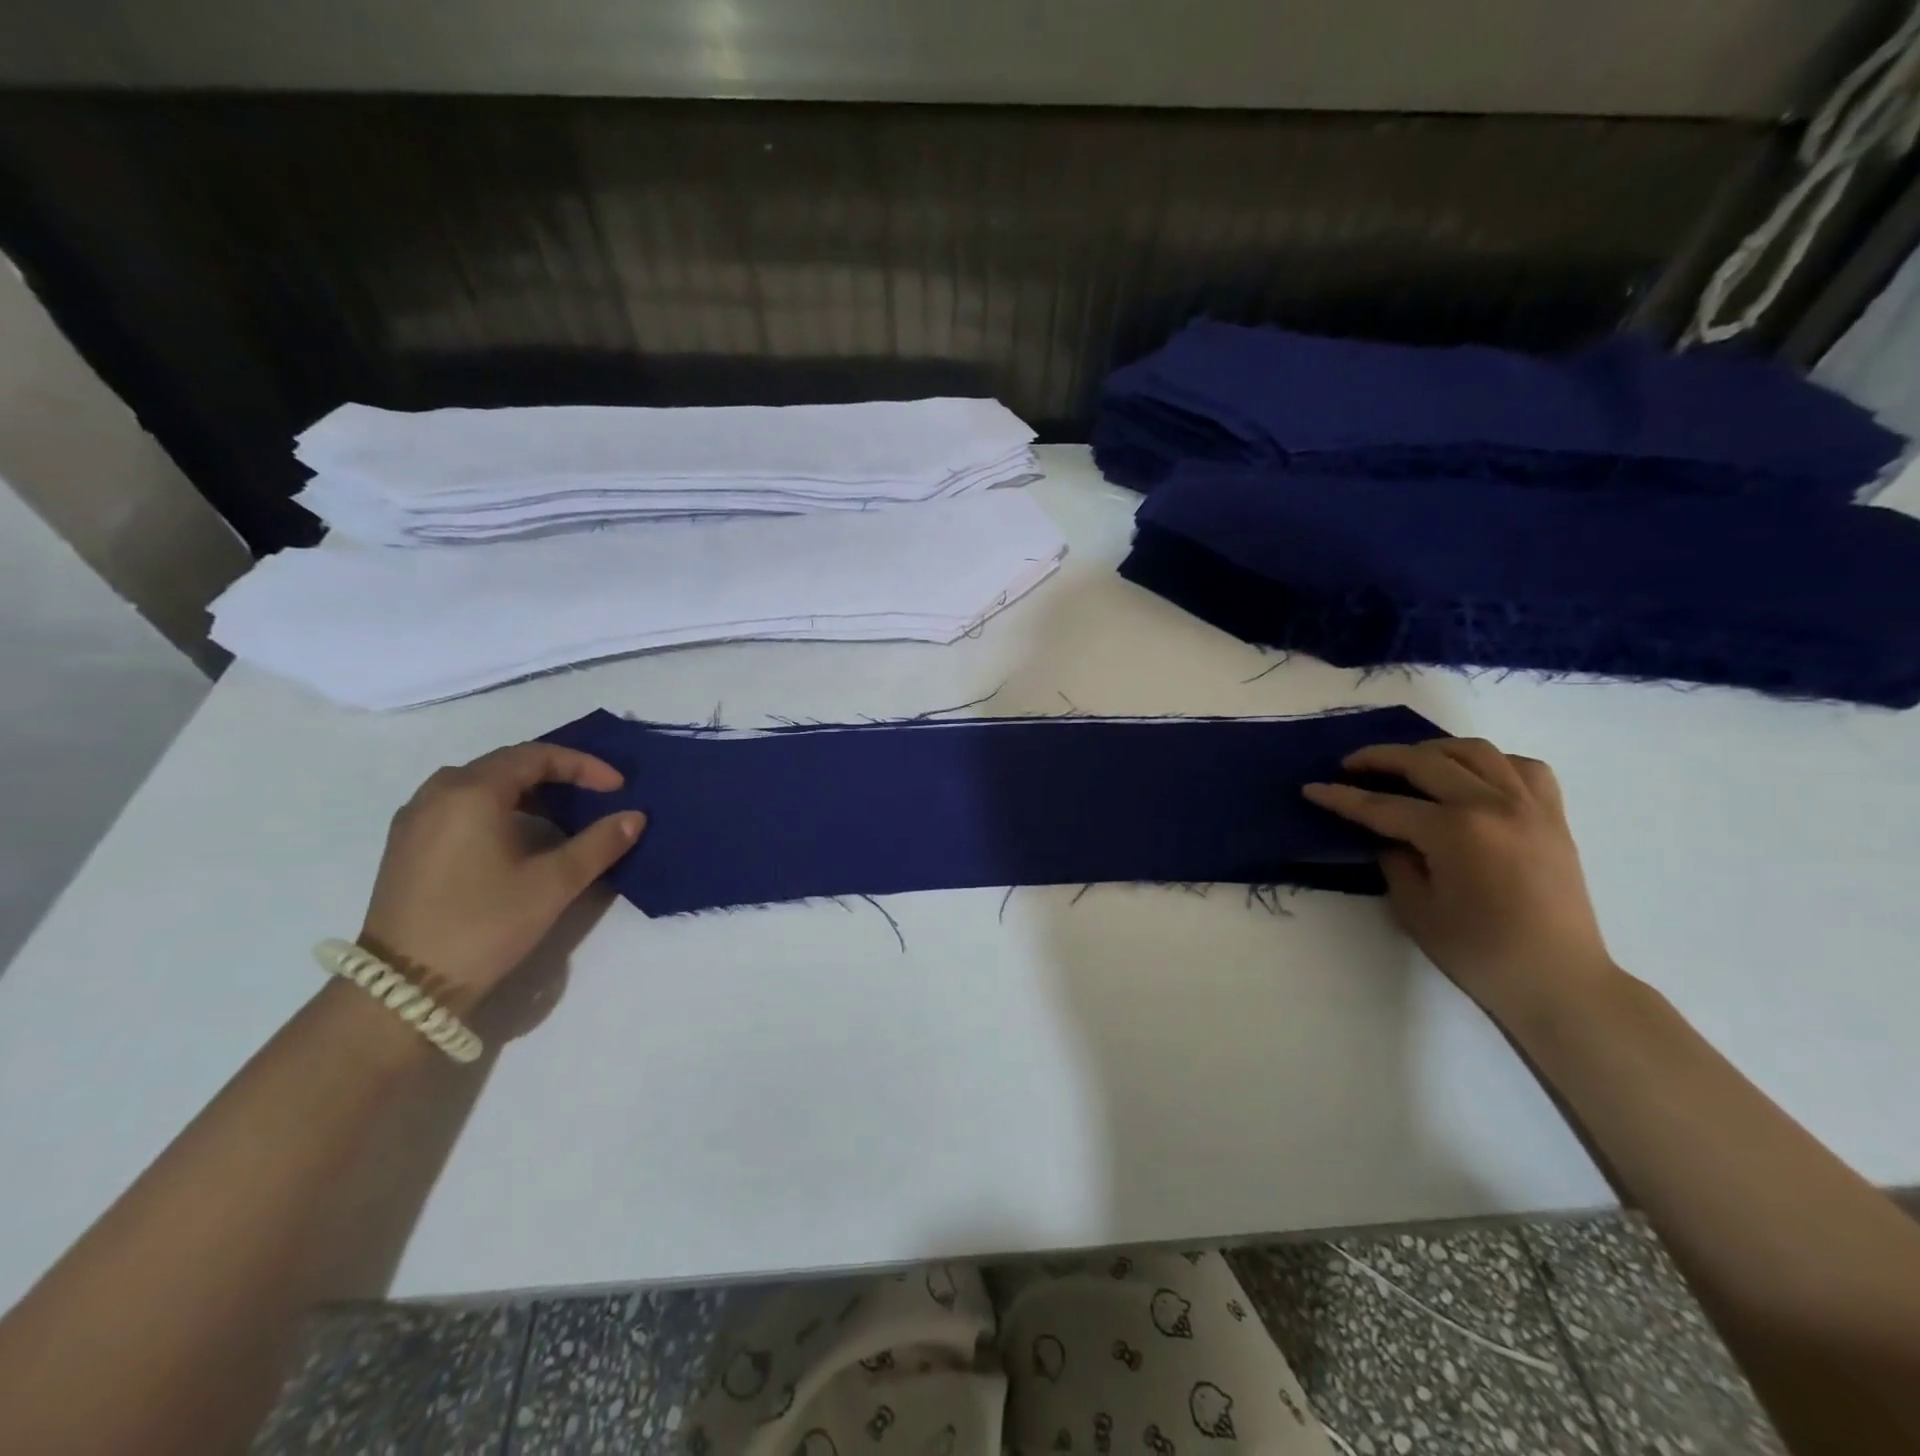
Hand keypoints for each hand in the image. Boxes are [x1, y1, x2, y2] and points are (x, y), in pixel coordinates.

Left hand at [358, 744, 646, 1009]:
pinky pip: (459, 805)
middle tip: (594, 795)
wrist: (405, 987)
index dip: (584, 765)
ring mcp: (415, 819)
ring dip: (526, 791)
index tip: (618, 787)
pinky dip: (498, 807)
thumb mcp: (554, 883)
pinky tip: (518, 837)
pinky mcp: (406, 846)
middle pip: (506, 764)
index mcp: (471, 792)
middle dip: (557, 774)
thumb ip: (600, 843)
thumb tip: (634, 816)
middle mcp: (437, 793)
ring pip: (480, 784)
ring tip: (561, 816)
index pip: (536, 756)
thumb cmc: (485, 923)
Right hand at [1303, 738, 1619, 1026]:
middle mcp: (1492, 805)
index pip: (1383, 805)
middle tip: (1351, 765)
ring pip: (1474, 751)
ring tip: (1408, 762)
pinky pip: (1522, 767)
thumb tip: (1386, 835)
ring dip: (1433, 750)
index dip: (1341, 797)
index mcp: (1454, 831)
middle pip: (1425, 762)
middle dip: (1380, 758)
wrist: (1559, 981)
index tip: (1312, 788)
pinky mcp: (1553, 816)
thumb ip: (1394, 860)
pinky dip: (1491, 763)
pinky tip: (1471, 777)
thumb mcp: (1415, 909)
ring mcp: (1528, 806)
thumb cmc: (1479, 953)